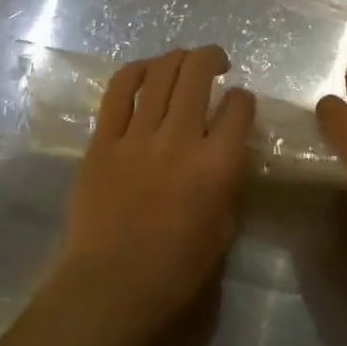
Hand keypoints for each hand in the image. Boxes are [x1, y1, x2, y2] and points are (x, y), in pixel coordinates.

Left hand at [53, 46, 254, 338]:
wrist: (110, 287)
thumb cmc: (174, 271)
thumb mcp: (223, 230)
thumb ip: (229, 183)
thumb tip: (227, 151)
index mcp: (215, 166)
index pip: (239, 108)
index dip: (243, 98)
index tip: (238, 102)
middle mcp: (179, 140)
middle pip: (198, 74)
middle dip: (212, 57)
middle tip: (216, 63)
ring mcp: (137, 136)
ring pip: (160, 74)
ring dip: (177, 58)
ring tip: (184, 60)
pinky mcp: (103, 140)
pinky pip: (118, 92)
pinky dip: (134, 72)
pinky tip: (145, 69)